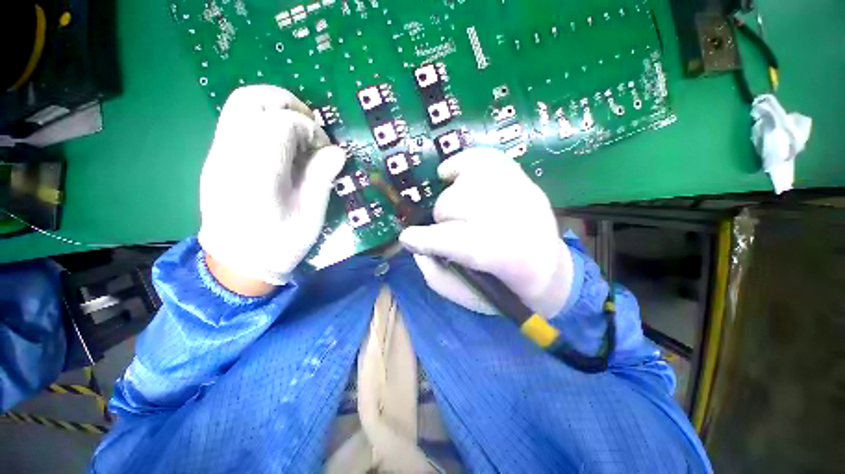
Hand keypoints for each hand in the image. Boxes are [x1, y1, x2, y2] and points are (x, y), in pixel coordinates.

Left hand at [198, 85, 345, 291]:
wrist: (235, 262)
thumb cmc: (279, 245)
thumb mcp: (311, 219)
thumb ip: (321, 180)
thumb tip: (337, 151)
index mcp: (257, 174)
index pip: (281, 124)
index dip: (310, 130)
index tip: (324, 149)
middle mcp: (231, 155)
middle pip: (252, 100)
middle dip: (288, 104)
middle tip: (310, 128)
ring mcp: (219, 154)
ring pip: (240, 105)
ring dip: (275, 109)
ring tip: (297, 133)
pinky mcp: (216, 157)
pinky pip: (237, 121)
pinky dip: (263, 121)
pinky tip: (281, 146)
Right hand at [399, 149, 573, 316]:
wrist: (549, 269)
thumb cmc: (504, 288)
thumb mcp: (466, 296)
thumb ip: (435, 273)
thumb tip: (415, 245)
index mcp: (500, 256)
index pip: (450, 239)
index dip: (423, 239)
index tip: (408, 239)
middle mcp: (513, 218)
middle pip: (452, 204)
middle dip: (444, 220)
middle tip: (453, 231)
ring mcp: (520, 192)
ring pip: (463, 182)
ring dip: (454, 199)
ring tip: (462, 211)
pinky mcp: (522, 179)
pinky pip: (484, 157)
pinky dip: (462, 163)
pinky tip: (453, 173)